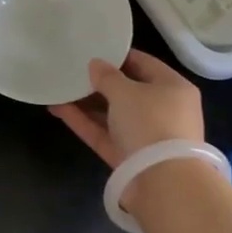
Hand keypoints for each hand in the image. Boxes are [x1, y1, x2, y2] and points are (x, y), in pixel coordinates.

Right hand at [49, 49, 204, 167]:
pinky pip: (104, 133)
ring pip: (112, 114)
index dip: (118, 56)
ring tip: (59, 88)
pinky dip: (84, 121)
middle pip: (127, 91)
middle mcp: (162, 110)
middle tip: (72, 70)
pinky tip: (58, 108)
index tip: (93, 50)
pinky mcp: (127, 156)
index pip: (144, 64)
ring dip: (86, 103)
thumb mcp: (127, 92)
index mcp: (173, 88)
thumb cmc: (151, 123)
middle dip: (99, 82)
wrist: (163, 183)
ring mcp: (144, 136)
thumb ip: (107, 76)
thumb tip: (95, 64)